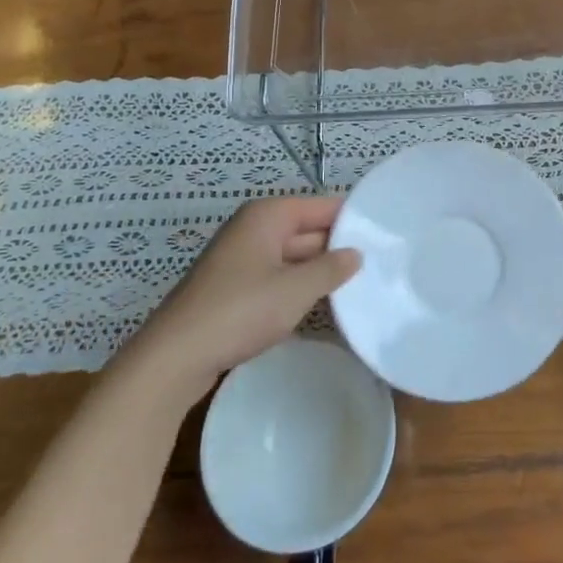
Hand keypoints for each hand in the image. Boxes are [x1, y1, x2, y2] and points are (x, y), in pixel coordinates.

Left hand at [129, 197, 361, 394]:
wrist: (176, 356)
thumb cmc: (240, 311)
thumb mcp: (296, 289)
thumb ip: (331, 268)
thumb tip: (356, 253)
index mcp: (267, 216)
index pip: (322, 206)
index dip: (352, 219)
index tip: (386, 235)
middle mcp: (254, 229)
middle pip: (307, 229)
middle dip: (338, 247)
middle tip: (381, 264)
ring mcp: (242, 259)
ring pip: (293, 256)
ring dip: (319, 271)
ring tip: (360, 285)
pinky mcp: (235, 287)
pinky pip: (278, 277)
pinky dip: (298, 287)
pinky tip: (322, 305)